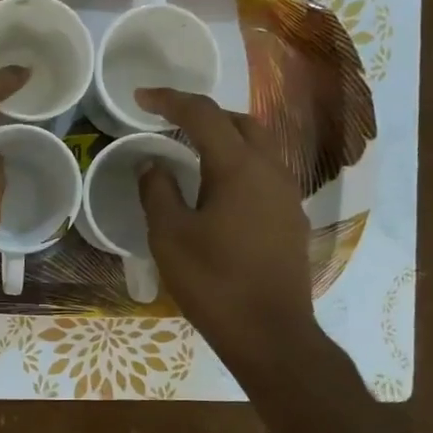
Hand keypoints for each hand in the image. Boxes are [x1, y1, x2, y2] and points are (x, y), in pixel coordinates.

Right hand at [136, 87, 325, 377]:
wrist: (270, 334)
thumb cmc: (214, 283)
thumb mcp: (170, 237)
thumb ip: (158, 192)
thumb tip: (153, 164)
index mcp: (239, 168)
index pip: (204, 115)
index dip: (170, 100)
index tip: (141, 97)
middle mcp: (271, 171)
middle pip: (241, 122)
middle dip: (204, 115)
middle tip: (170, 123)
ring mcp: (287, 195)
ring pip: (259, 147)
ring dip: (225, 139)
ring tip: (192, 154)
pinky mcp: (291, 219)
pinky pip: (265, 174)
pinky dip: (239, 166)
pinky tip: (218, 192)